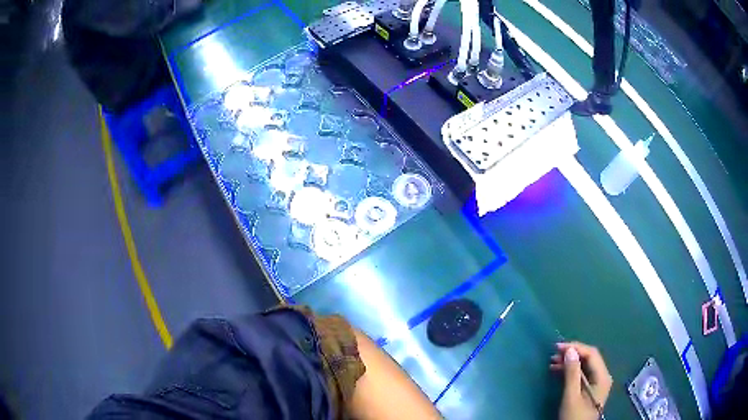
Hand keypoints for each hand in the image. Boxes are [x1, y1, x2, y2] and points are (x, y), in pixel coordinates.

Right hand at [550, 342, 612, 419]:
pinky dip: (570, 371)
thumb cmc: (575, 416)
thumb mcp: (572, 396)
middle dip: (572, 354)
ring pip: (584, 365)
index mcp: (602, 376)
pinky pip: (582, 374)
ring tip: (553, 361)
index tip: (558, 347)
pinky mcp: (590, 388)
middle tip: (554, 353)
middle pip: (589, 358)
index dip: (575, 347)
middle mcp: (602, 376)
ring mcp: (597, 382)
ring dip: (570, 362)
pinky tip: (559, 370)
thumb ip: (572, 373)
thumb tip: (570, 350)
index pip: (591, 354)